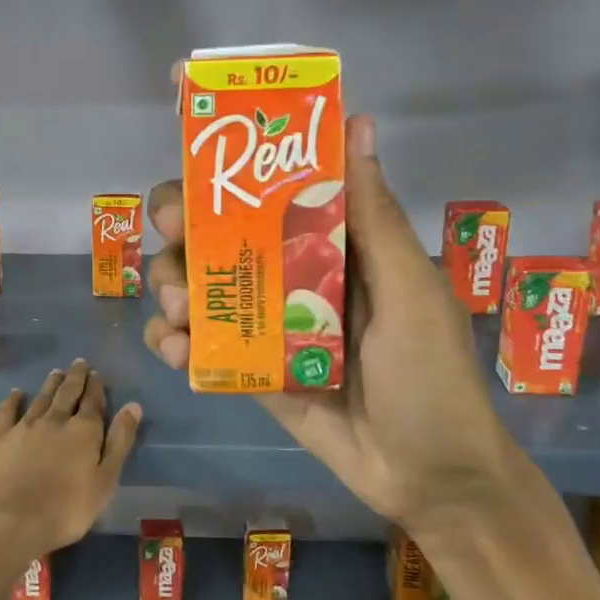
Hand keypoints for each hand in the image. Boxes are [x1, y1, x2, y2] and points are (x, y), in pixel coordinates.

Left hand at [0, 359, 143, 559]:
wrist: (11, 521)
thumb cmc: (66, 509)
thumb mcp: (105, 481)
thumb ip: (120, 442)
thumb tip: (133, 406)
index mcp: (84, 430)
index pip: (93, 401)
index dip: (96, 387)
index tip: (97, 374)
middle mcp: (55, 420)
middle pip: (67, 393)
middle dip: (75, 377)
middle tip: (79, 363)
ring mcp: (25, 426)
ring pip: (41, 397)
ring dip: (51, 383)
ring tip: (56, 372)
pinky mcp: (0, 438)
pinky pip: (7, 411)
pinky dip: (13, 400)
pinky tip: (16, 393)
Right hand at [145, 115, 511, 531]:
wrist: (428, 477)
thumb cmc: (430, 375)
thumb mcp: (410, 289)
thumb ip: (374, 215)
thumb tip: (359, 122)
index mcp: (332, 244)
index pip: (271, 190)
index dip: (228, 172)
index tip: (196, 166)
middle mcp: (292, 274)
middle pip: (218, 234)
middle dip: (183, 229)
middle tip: (174, 235)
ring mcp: (266, 324)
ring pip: (197, 286)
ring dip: (169, 285)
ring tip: (177, 313)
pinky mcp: (249, 369)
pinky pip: (199, 344)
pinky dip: (174, 341)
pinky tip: (176, 351)